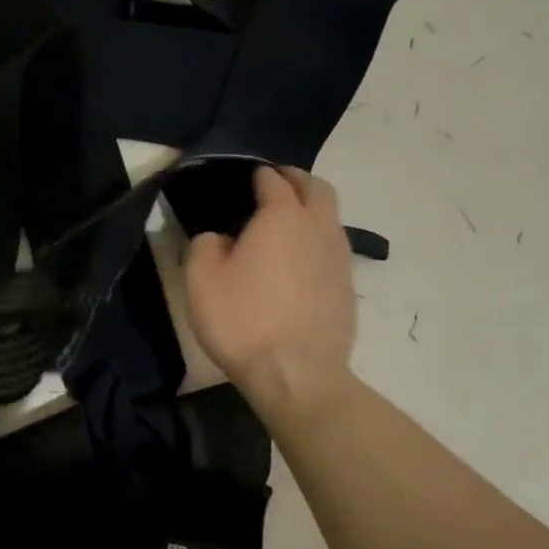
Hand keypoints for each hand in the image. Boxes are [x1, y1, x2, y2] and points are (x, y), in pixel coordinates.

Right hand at [184, 166, 357, 414]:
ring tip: (284, 222)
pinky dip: (316, 239)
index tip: (244, 178)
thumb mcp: (202, 280)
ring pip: (330, 216)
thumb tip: (220, 239)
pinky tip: (296, 260)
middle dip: (294, 179)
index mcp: (281, 217)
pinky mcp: (347, 285)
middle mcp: (317, 227)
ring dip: (310, 208)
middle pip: (315, 187)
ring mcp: (339, 257)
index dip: (258, 174)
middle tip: (272, 185)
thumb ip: (205, 245)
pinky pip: (332, 246)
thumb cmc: (243, 320)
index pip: (273, 180)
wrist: (296, 374)